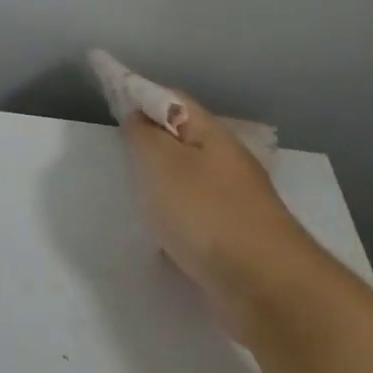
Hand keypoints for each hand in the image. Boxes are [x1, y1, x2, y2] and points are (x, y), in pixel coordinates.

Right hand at [121, 96, 317, 339]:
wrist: (265, 287)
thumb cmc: (206, 213)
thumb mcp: (159, 163)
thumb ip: (142, 135)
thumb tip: (137, 116)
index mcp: (212, 136)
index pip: (170, 99)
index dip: (137, 90)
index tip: (107, 86)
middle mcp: (227, 163)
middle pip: (181, 138)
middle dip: (149, 134)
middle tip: (114, 139)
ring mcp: (234, 203)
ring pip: (187, 178)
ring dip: (160, 177)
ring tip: (129, 185)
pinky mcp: (232, 239)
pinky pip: (192, 215)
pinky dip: (171, 215)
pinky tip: (156, 231)